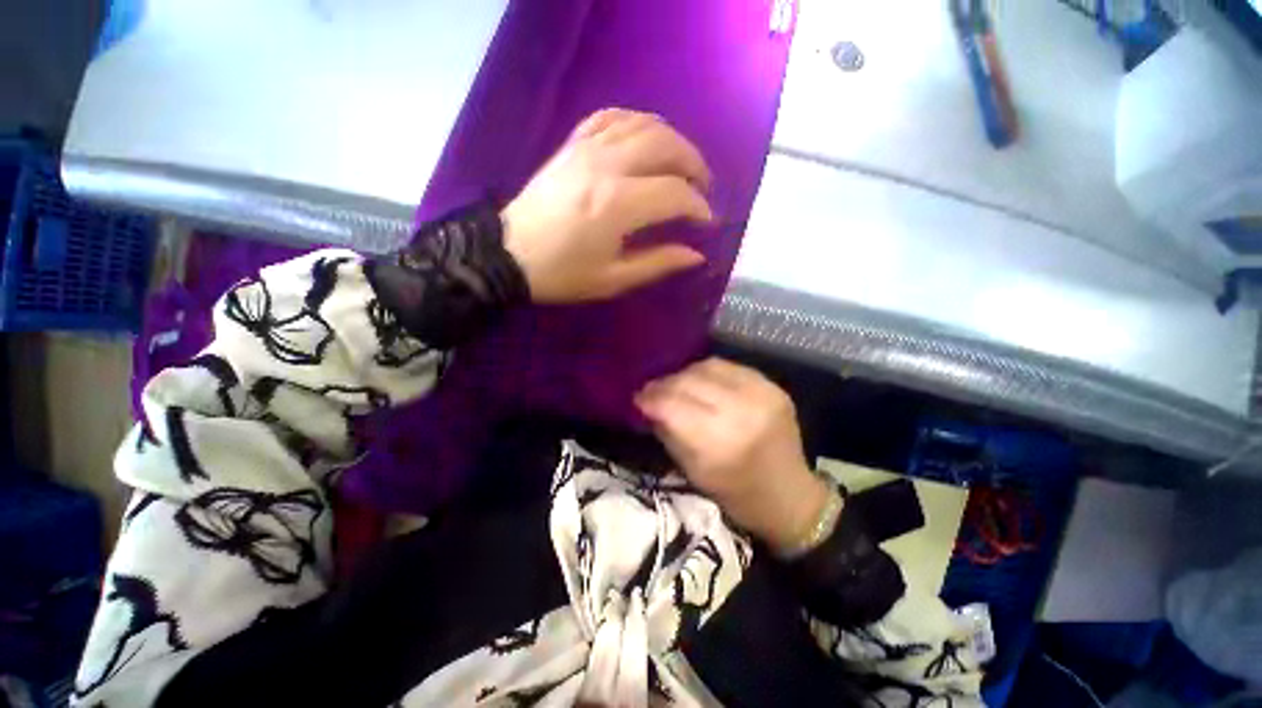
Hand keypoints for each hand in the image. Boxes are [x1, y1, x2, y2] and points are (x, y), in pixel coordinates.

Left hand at [501, 108, 714, 302]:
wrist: (510, 254)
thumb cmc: (563, 274)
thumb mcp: (613, 279)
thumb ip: (658, 263)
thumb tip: (696, 254)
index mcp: (618, 205)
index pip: (675, 194)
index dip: (699, 207)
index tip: (706, 223)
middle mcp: (607, 165)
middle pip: (667, 145)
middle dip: (694, 165)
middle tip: (702, 188)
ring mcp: (588, 148)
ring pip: (644, 124)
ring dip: (673, 140)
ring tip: (682, 165)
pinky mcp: (573, 144)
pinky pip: (612, 116)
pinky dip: (637, 123)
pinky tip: (645, 140)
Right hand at [635, 358, 831, 552]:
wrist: (790, 496)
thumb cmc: (736, 494)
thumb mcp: (692, 470)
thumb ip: (668, 432)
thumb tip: (649, 405)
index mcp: (720, 442)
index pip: (673, 406)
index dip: (650, 399)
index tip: (637, 398)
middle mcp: (742, 410)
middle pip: (689, 382)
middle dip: (663, 384)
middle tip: (650, 390)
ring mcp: (761, 393)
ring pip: (707, 367)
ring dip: (684, 375)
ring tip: (674, 384)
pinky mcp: (772, 386)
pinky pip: (729, 367)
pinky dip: (708, 372)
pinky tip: (700, 382)